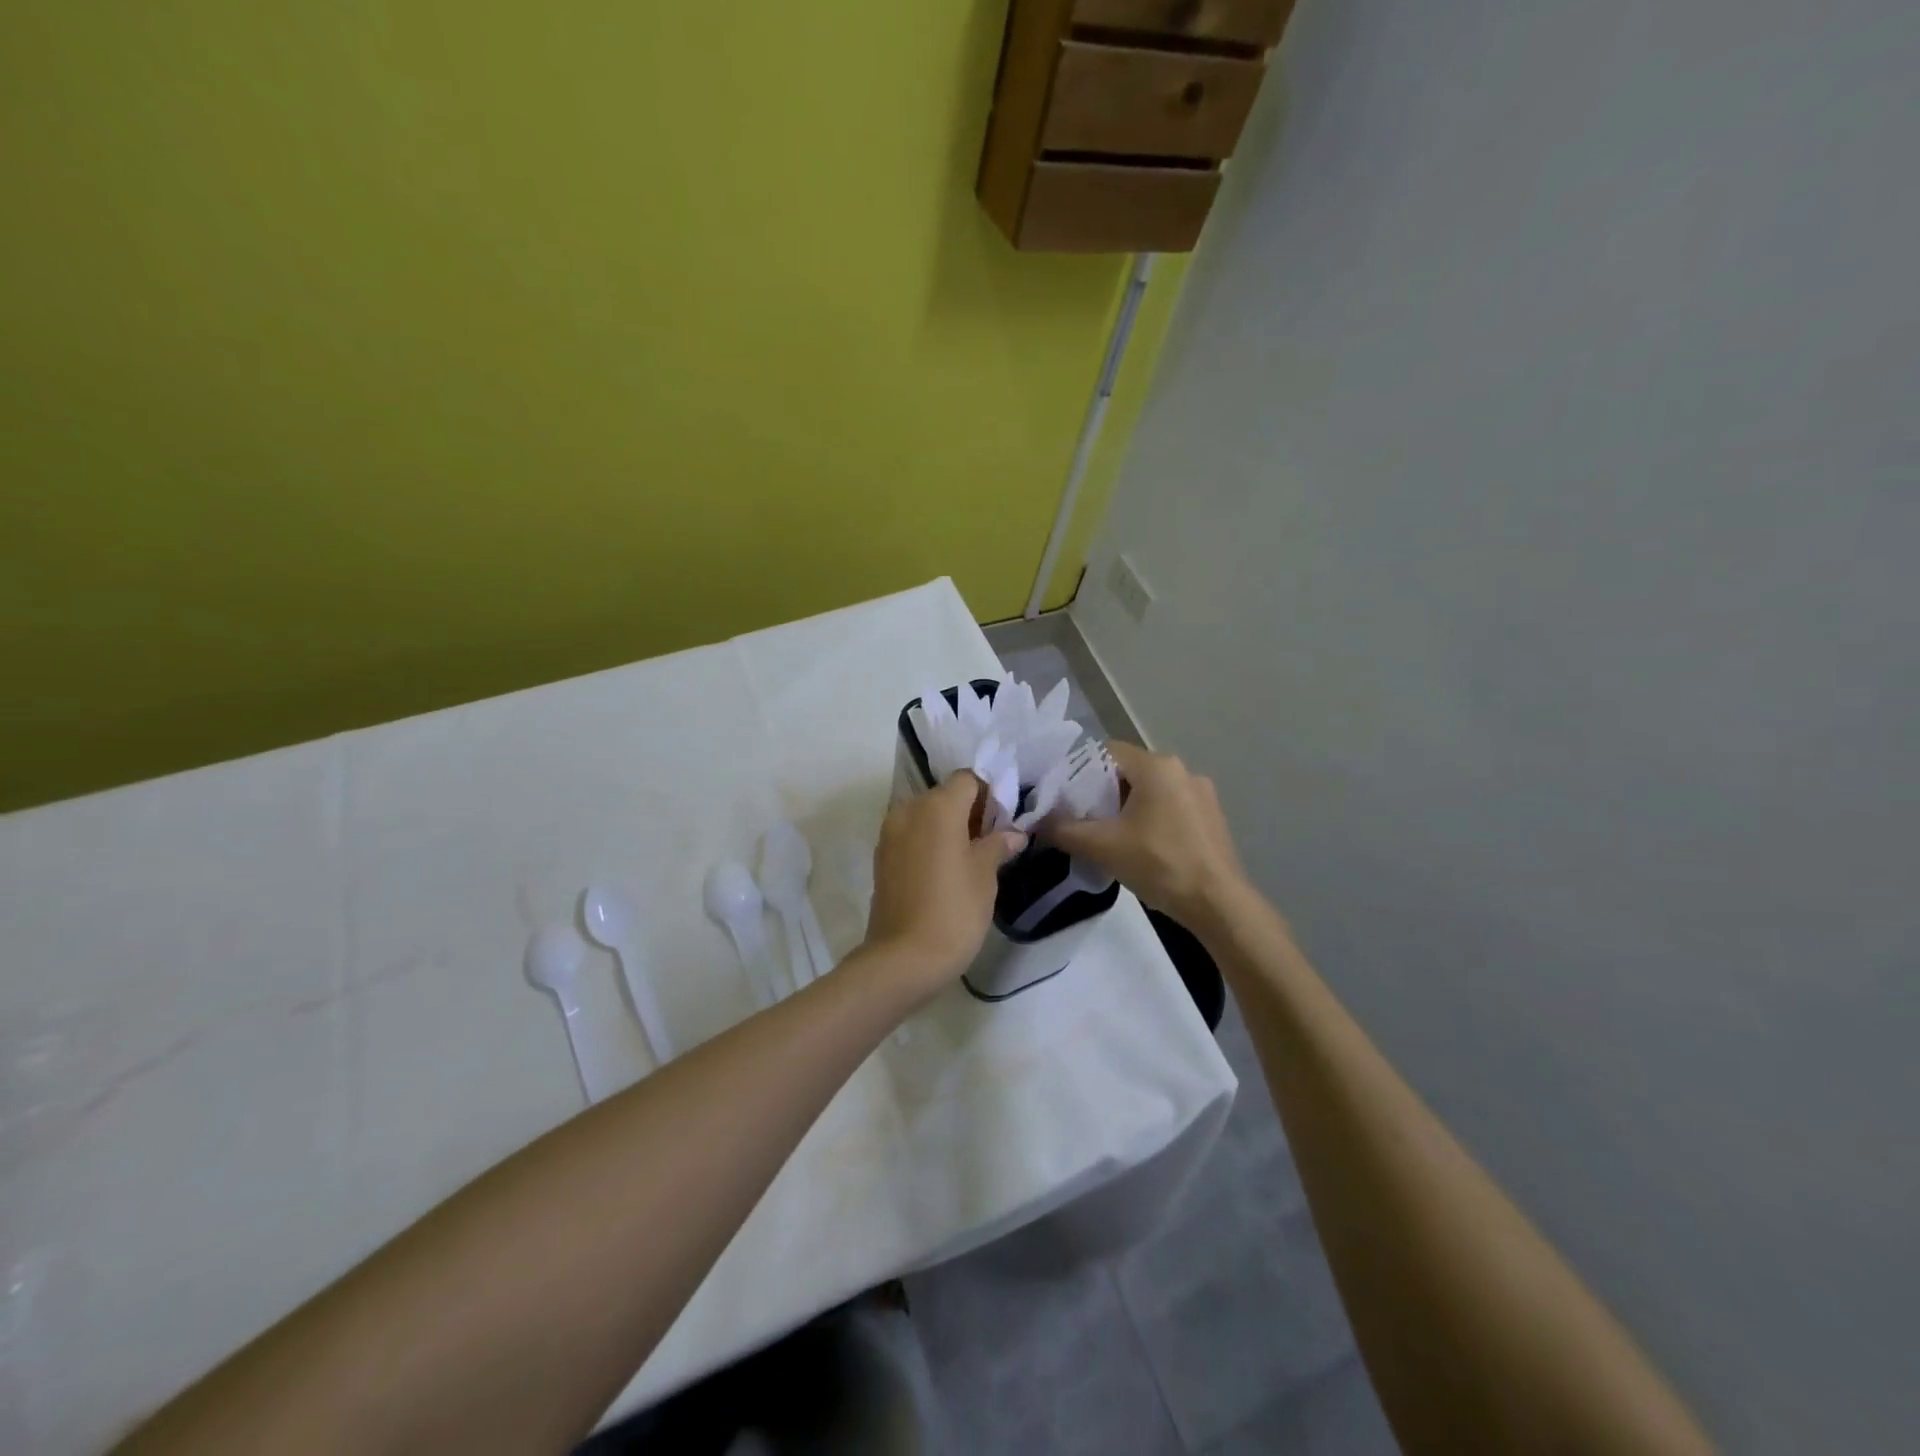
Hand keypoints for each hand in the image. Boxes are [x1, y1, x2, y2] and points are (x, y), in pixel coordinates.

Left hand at [862, 772, 1027, 993]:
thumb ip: (998, 845)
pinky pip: (911, 835)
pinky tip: (945, 871)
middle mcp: (909, 810)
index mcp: (937, 806)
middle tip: (992, 841)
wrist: (904, 958)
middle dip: (969, 811)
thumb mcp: (985, 875)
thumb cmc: (954, 910)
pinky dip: (929, 842)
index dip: (989, 794)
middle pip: (945, 795)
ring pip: (926, 815)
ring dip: (948, 827)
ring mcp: (890, 833)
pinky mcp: (881, 857)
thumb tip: (1013, 833)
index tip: (1003, 821)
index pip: (967, 779)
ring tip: (969, 858)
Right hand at [1044, 742, 1248, 925]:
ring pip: (1150, 790)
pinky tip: (1144, 847)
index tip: (1065, 798)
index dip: (1080, 771)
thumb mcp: (1102, 846)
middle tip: (1083, 820)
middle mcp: (1182, 769)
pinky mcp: (1212, 816)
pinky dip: (1152, 819)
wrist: (1218, 904)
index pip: (1106, 752)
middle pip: (1128, 771)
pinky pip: (1170, 806)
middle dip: (1103, 793)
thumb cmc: (1159, 864)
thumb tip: (1037, 822)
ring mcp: (1202, 793)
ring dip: (1128, 807)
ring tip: (1110, 836)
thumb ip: (1063, 829)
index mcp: (1156, 766)